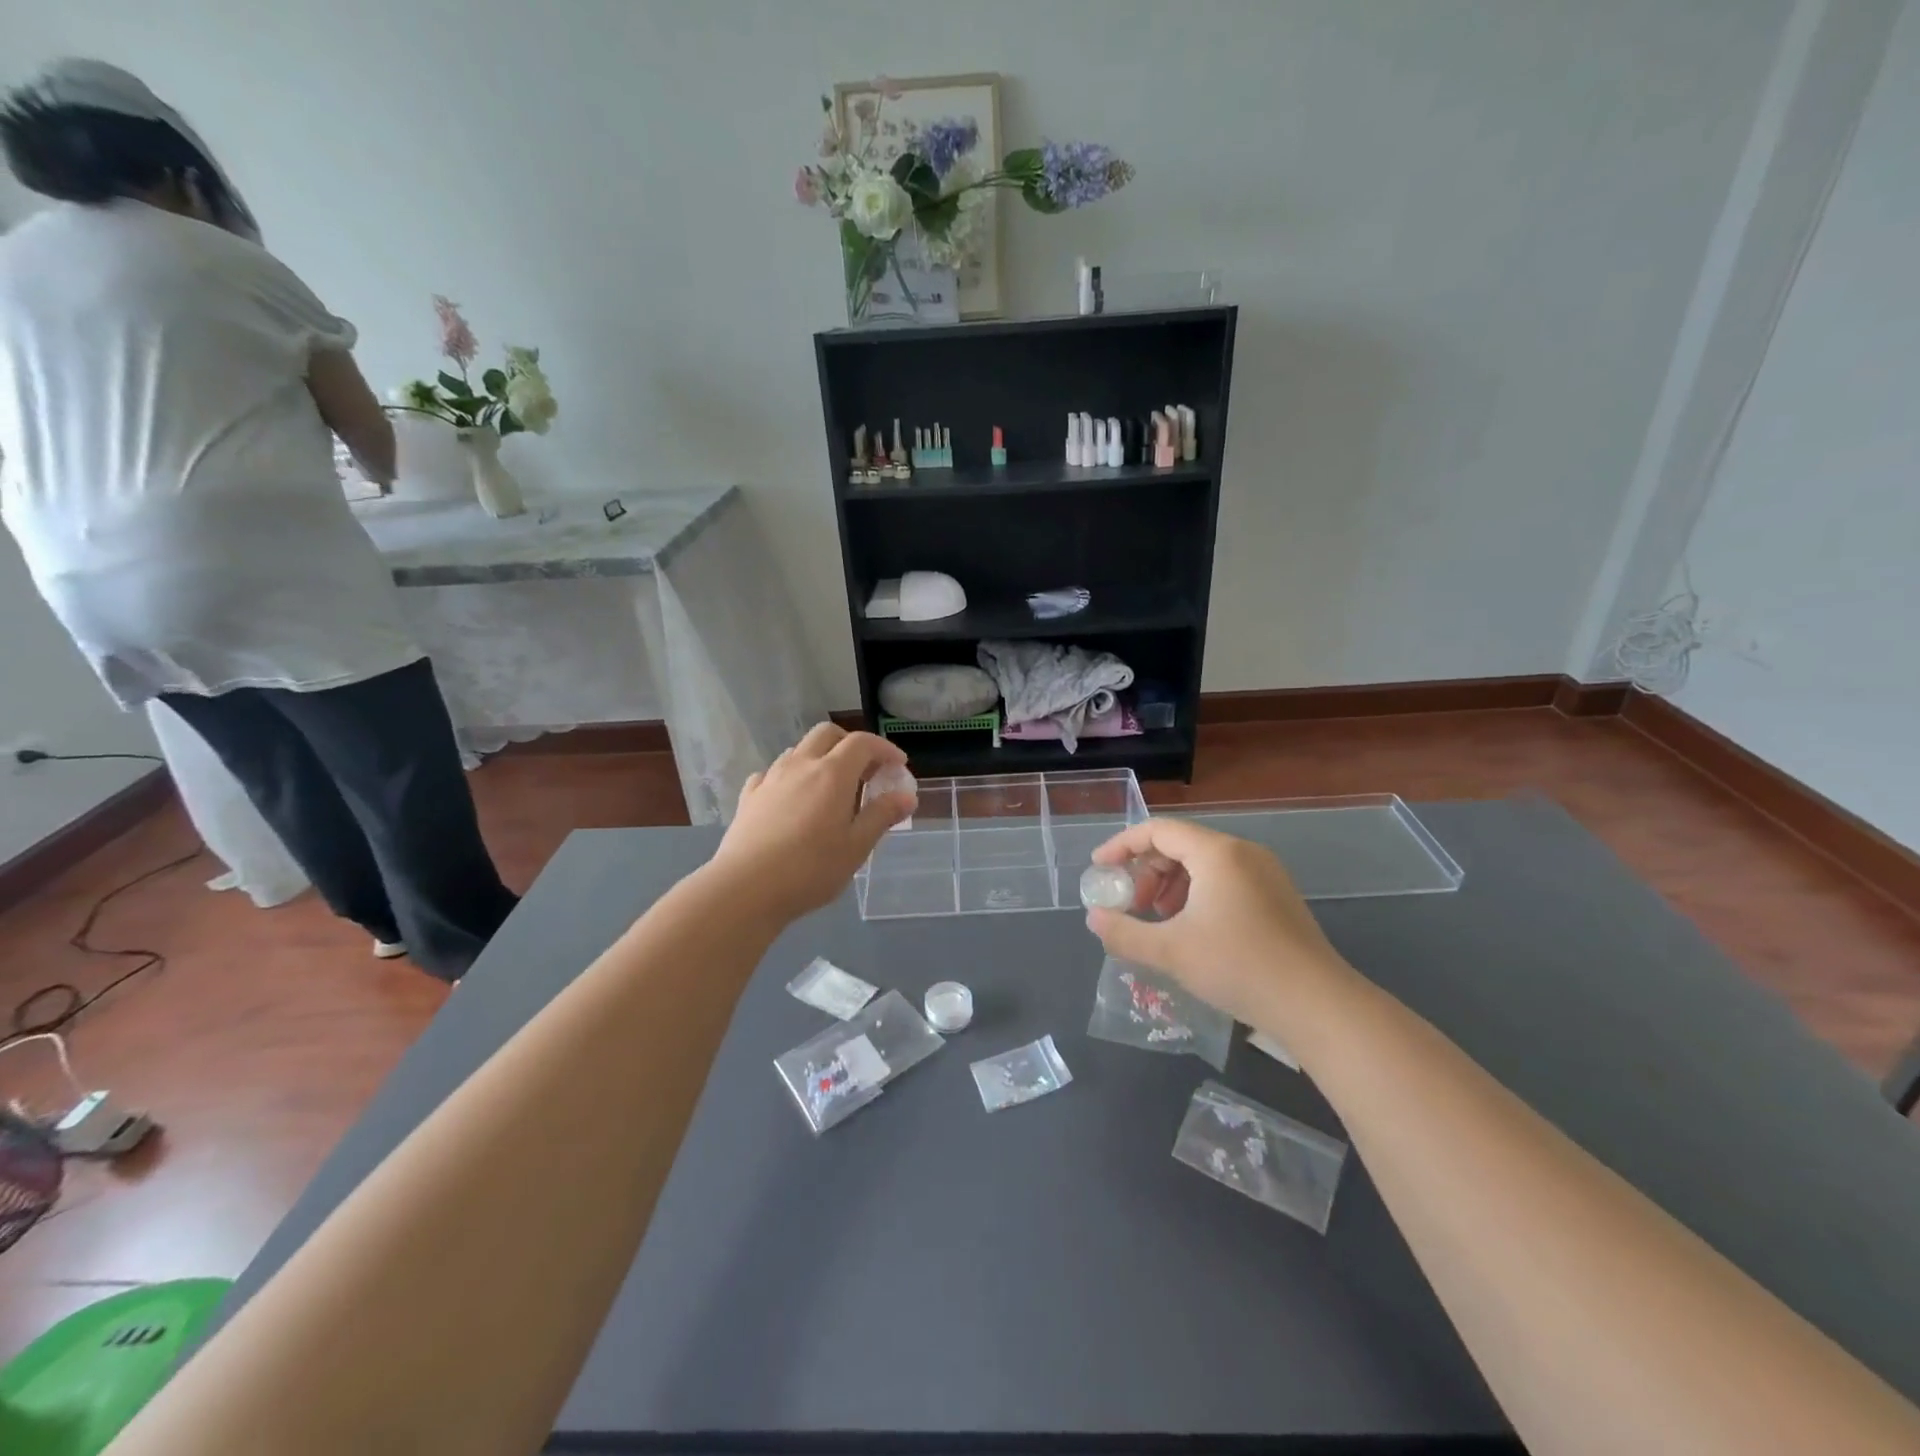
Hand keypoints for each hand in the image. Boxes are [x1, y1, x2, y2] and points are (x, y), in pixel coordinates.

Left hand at [707, 723, 912, 923]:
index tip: (898, 766)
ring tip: (830, 788)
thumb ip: (882, 816)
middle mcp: (801, 765)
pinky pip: (773, 773)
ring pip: (798, 750)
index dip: (884, 748)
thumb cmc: (810, 869)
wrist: (745, 888)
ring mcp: (771, 778)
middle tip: (865, 770)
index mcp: (832, 774)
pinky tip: (792, 800)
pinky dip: (790, 777)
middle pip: (827, 733)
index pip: (862, 743)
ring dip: (820, 758)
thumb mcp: (857, 847)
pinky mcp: (749, 797)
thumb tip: (907, 796)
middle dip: (850, 743)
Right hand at [1084, 817, 1356, 1028]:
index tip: (1099, 870)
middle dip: (1146, 871)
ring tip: (1158, 919)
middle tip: (1131, 905)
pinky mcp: (1278, 896)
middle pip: (1180, 844)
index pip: (1158, 830)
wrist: (1317, 1005)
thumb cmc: (1238, 967)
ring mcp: (1265, 873)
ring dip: (1170, 884)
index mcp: (1217, 853)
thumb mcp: (1170, 951)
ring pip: (1203, 863)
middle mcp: (1243, 852)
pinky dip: (1197, 894)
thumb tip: (1094, 918)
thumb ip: (1123, 933)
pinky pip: (1225, 879)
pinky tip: (1192, 929)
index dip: (1122, 846)